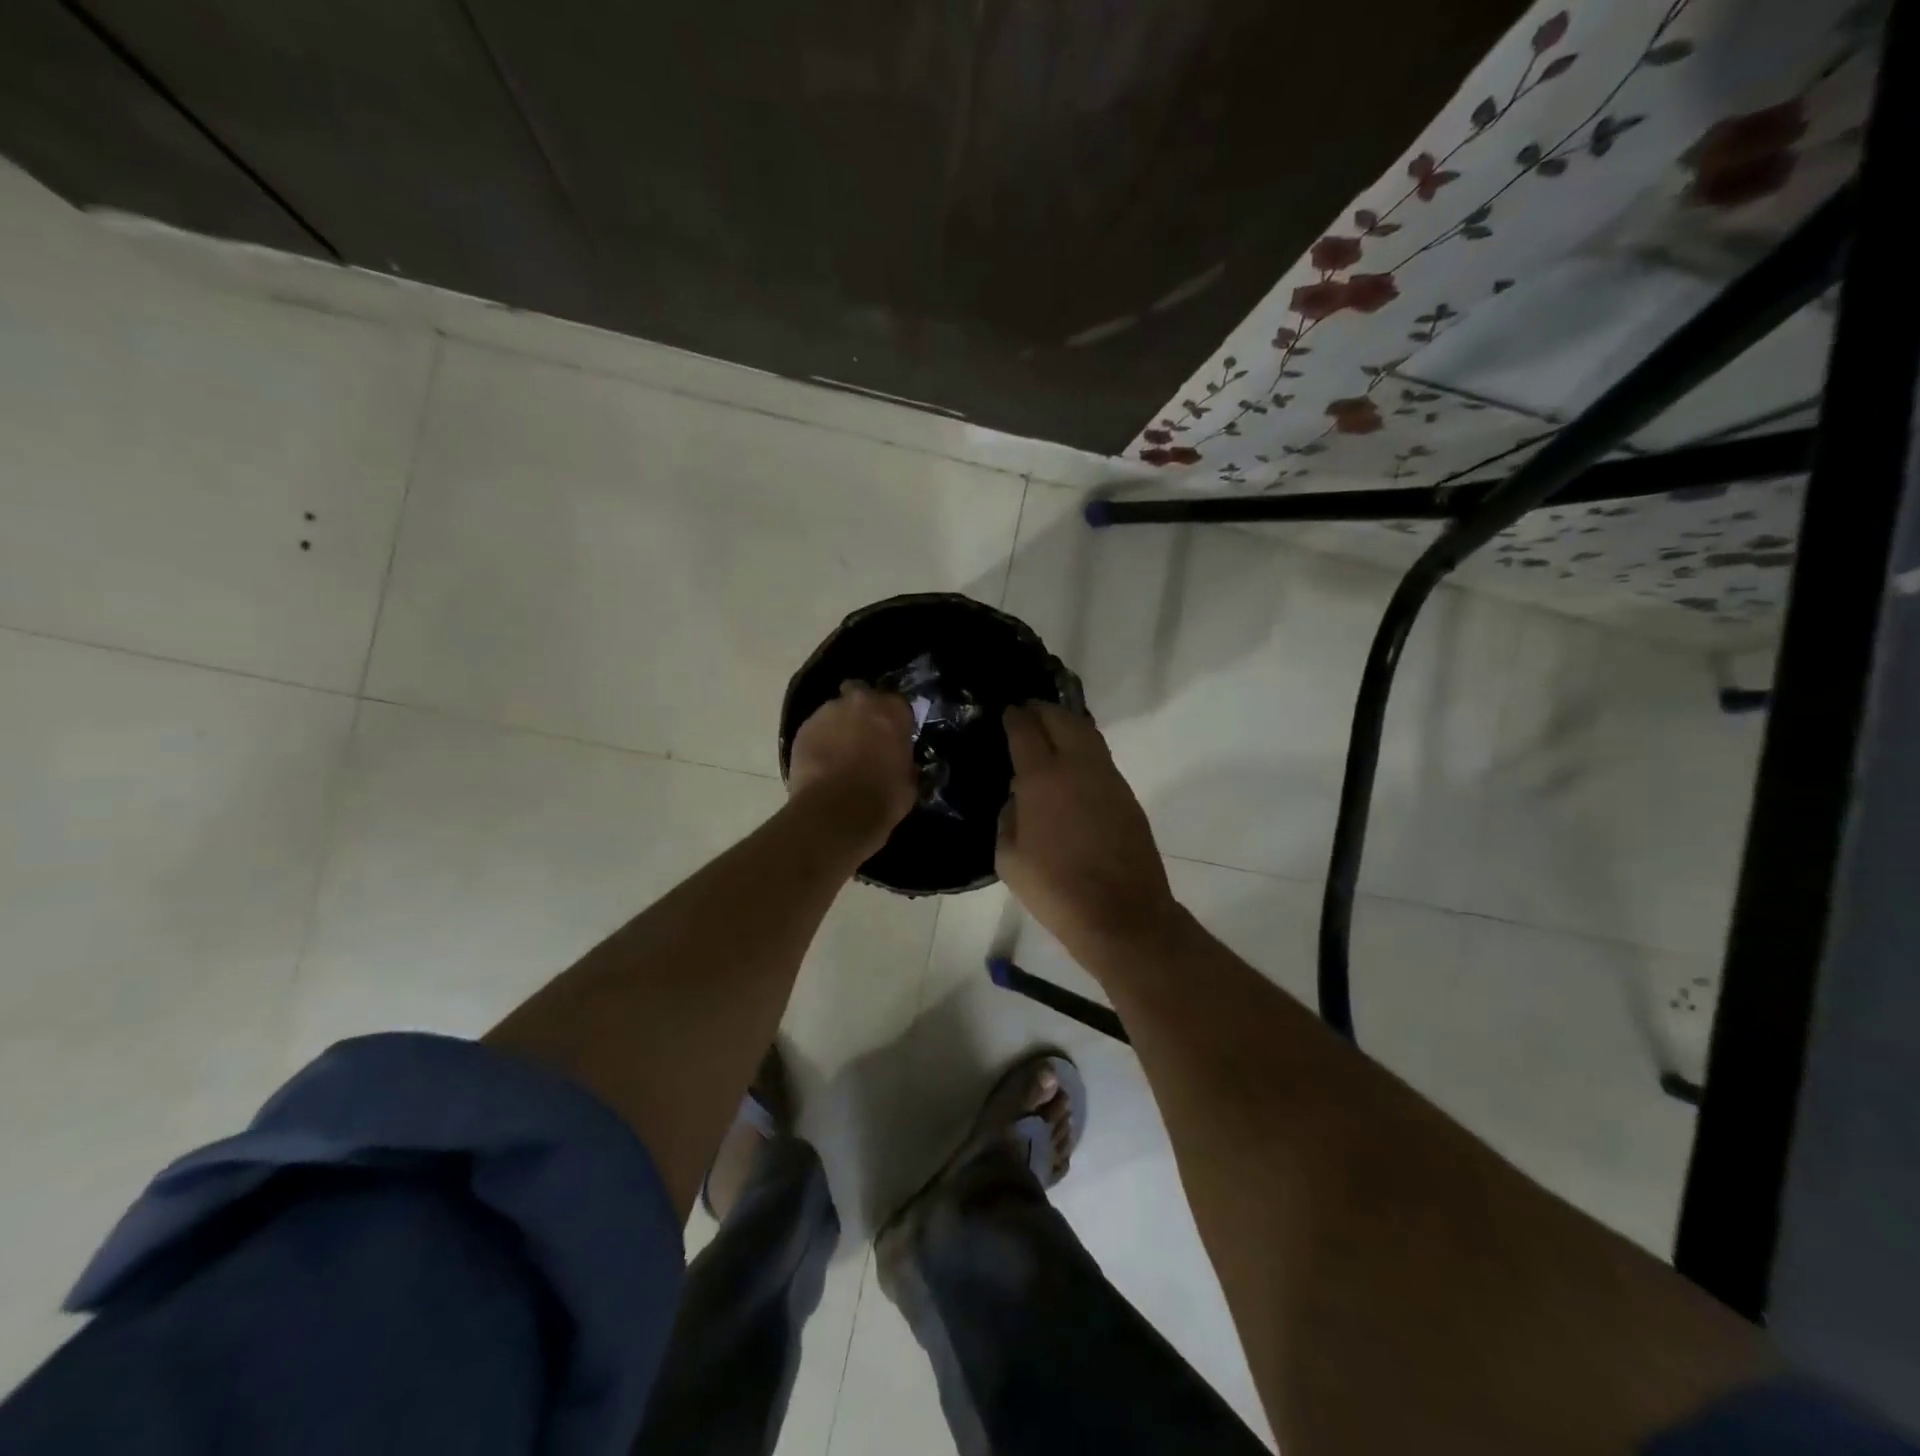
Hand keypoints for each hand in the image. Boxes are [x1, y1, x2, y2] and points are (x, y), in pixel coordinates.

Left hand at [787, 682, 917, 854]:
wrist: (834, 813)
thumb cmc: (882, 798)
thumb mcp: (909, 781)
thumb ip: (904, 760)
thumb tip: (898, 761)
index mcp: (892, 711)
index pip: (898, 704)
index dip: (895, 720)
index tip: (894, 737)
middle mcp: (860, 702)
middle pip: (862, 694)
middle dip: (863, 710)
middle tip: (865, 736)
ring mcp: (827, 713)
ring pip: (835, 710)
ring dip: (840, 725)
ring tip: (839, 753)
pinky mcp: (802, 730)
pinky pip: (816, 729)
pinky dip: (820, 740)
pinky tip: (822, 763)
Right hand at [997, 702, 1178, 959]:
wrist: (1121, 913)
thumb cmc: (1055, 890)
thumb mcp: (1009, 859)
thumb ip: (1007, 819)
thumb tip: (1016, 799)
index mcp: (1042, 779)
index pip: (1026, 731)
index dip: (1015, 716)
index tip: (1008, 710)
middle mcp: (1077, 767)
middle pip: (1061, 719)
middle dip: (1042, 709)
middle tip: (1028, 710)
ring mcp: (1107, 778)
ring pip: (1087, 733)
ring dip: (1066, 723)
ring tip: (1051, 727)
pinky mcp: (1126, 794)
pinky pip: (1100, 756)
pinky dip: (1083, 746)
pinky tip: (1072, 760)